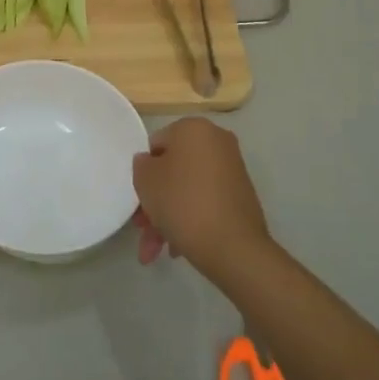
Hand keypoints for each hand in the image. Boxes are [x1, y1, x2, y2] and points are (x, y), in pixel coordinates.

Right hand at [131, 118, 275, 278]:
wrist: (233, 246)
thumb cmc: (182, 202)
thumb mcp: (145, 180)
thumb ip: (141, 165)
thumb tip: (150, 163)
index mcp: (193, 128)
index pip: (155, 144)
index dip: (143, 172)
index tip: (138, 198)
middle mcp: (216, 142)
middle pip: (173, 170)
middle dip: (154, 201)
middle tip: (142, 228)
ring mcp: (231, 170)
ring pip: (187, 190)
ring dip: (167, 217)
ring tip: (155, 251)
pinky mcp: (240, 197)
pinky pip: (205, 202)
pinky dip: (189, 220)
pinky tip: (177, 248)